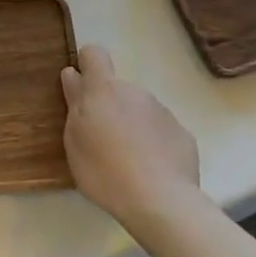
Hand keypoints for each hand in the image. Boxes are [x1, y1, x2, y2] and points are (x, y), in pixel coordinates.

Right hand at [61, 43, 199, 232]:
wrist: (161, 202)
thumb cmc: (104, 169)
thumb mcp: (74, 139)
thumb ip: (74, 101)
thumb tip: (72, 73)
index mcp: (104, 89)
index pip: (94, 54)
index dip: (86, 65)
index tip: (81, 86)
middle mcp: (135, 91)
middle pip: (117, 89)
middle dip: (109, 106)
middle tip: (102, 140)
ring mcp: (163, 111)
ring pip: (140, 110)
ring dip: (132, 125)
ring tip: (128, 161)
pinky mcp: (183, 134)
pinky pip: (161, 131)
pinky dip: (154, 143)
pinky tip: (152, 170)